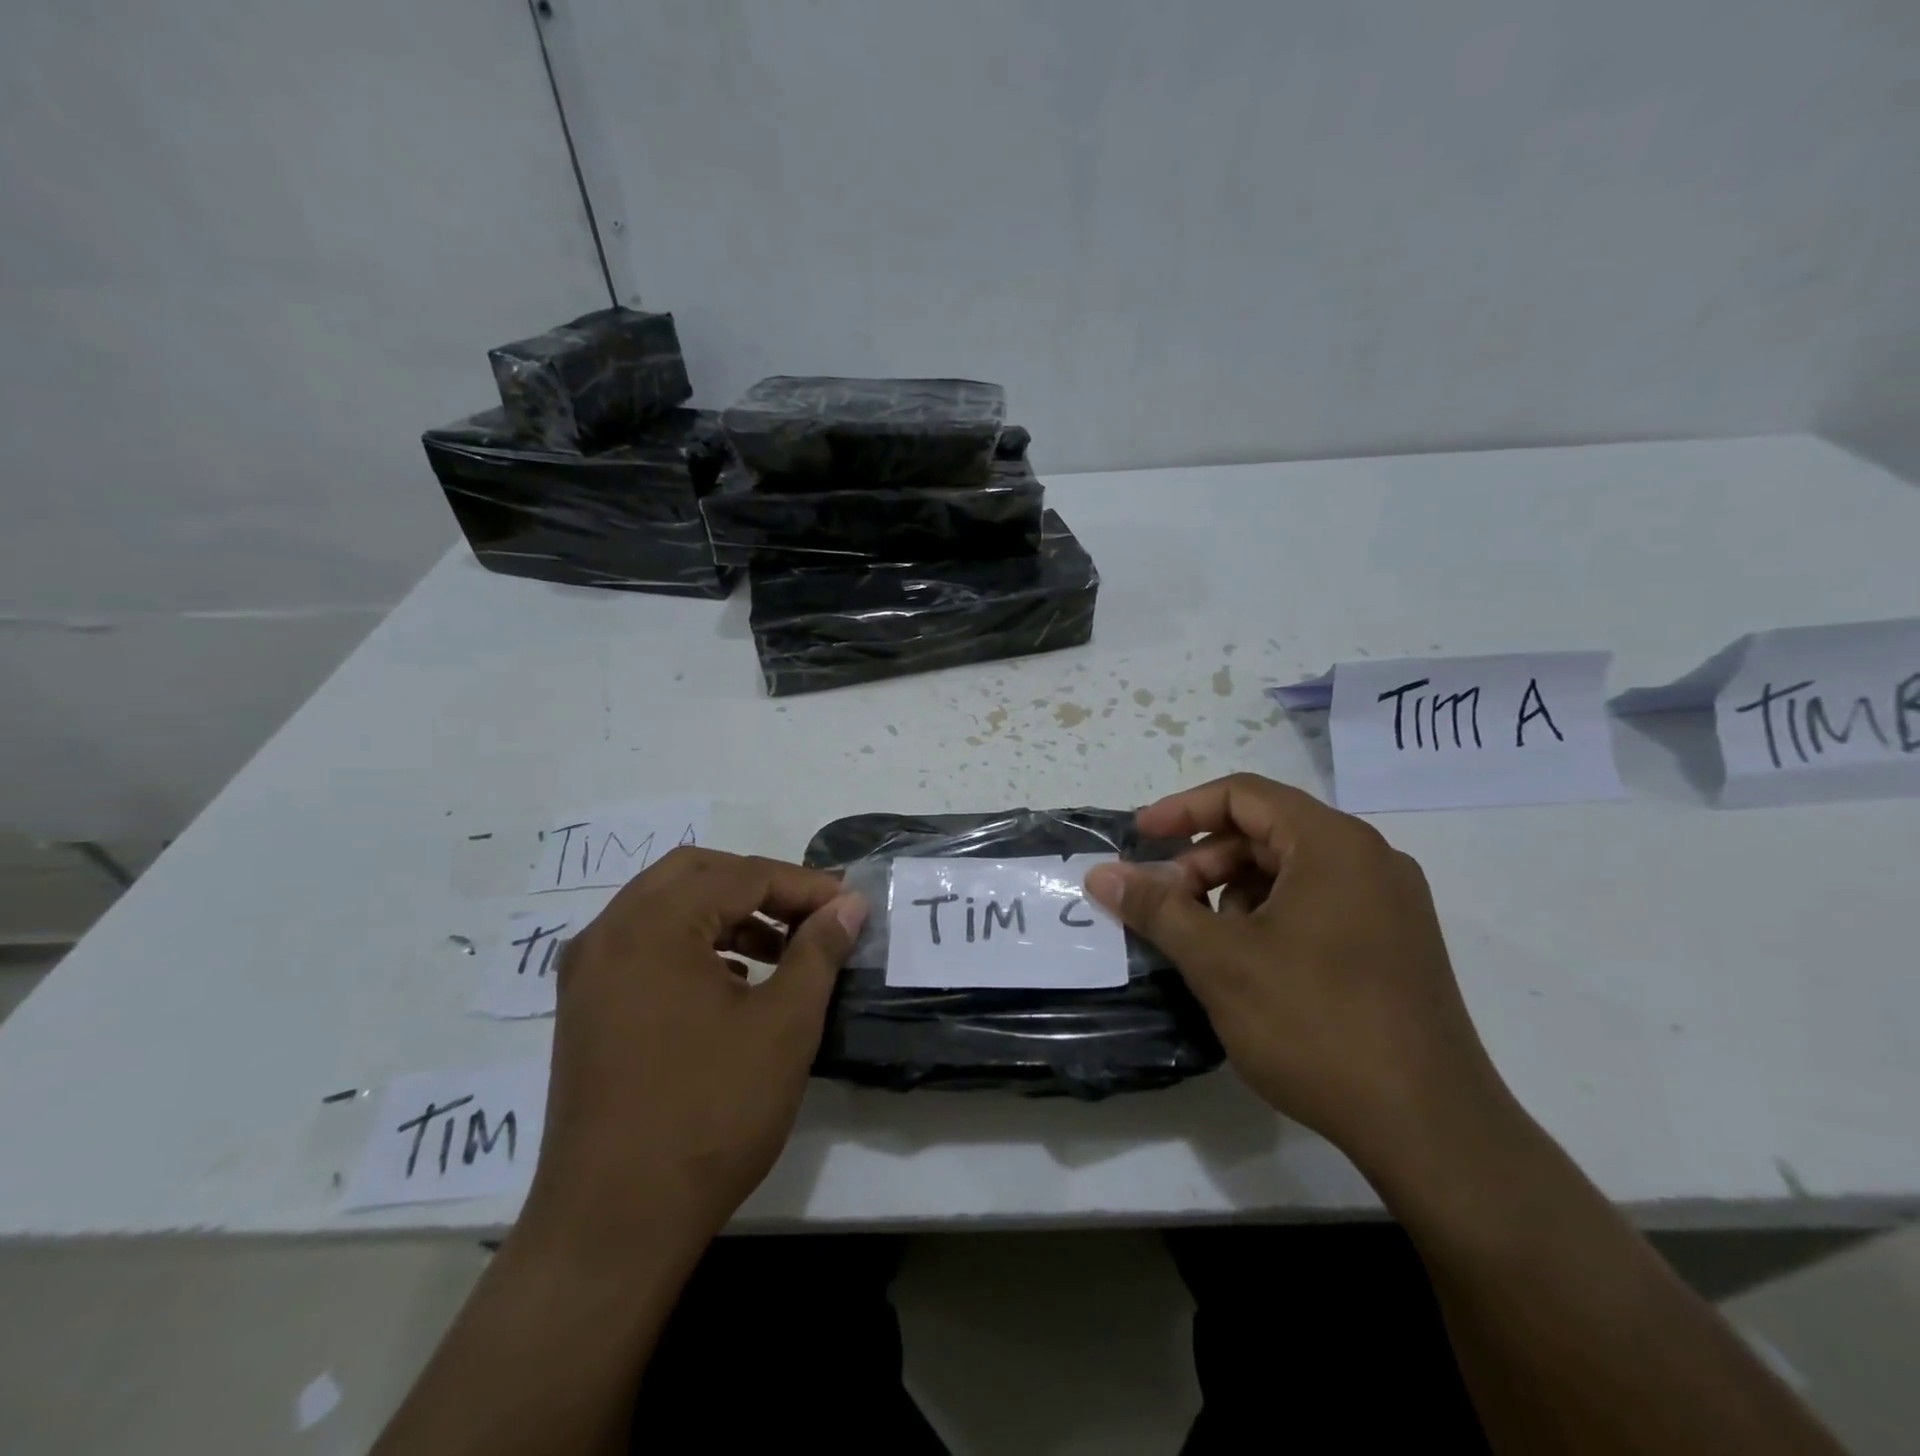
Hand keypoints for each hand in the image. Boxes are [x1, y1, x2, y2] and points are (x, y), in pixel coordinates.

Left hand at [520, 848, 865, 1265]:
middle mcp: (609, 933)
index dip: (803, 885)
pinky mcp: (584, 1007)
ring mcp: (588, 971)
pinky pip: (645, 944)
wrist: (614, 1224)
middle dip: (759, 885)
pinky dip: (693, 942)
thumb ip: (818, 951)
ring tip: (779, 949)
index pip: (741, 876)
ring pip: (665, 906)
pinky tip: (732, 981)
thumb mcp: (783, 1025)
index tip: (848, 905)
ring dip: (726, 912)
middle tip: (808, 915)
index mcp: (652, 926)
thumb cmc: (709, 1113)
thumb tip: (848, 904)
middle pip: (695, 873)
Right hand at [1085, 774, 1509, 1178]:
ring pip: (1291, 871)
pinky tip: (1249, 964)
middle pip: (1267, 831)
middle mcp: (1370, 859)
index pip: (1244, 795)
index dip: (1182, 809)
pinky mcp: (1396, 944)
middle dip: (1205, 860)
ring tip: (1204, 939)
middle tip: (1164, 901)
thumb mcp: (1219, 961)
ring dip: (1235, 892)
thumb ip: (1156, 908)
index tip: (1140, 839)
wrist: (1432, 1130)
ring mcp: (1390, 903)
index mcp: (1333, 844)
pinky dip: (1271, 916)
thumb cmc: (1316, 1025)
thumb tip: (1101, 874)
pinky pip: (1318, 903)